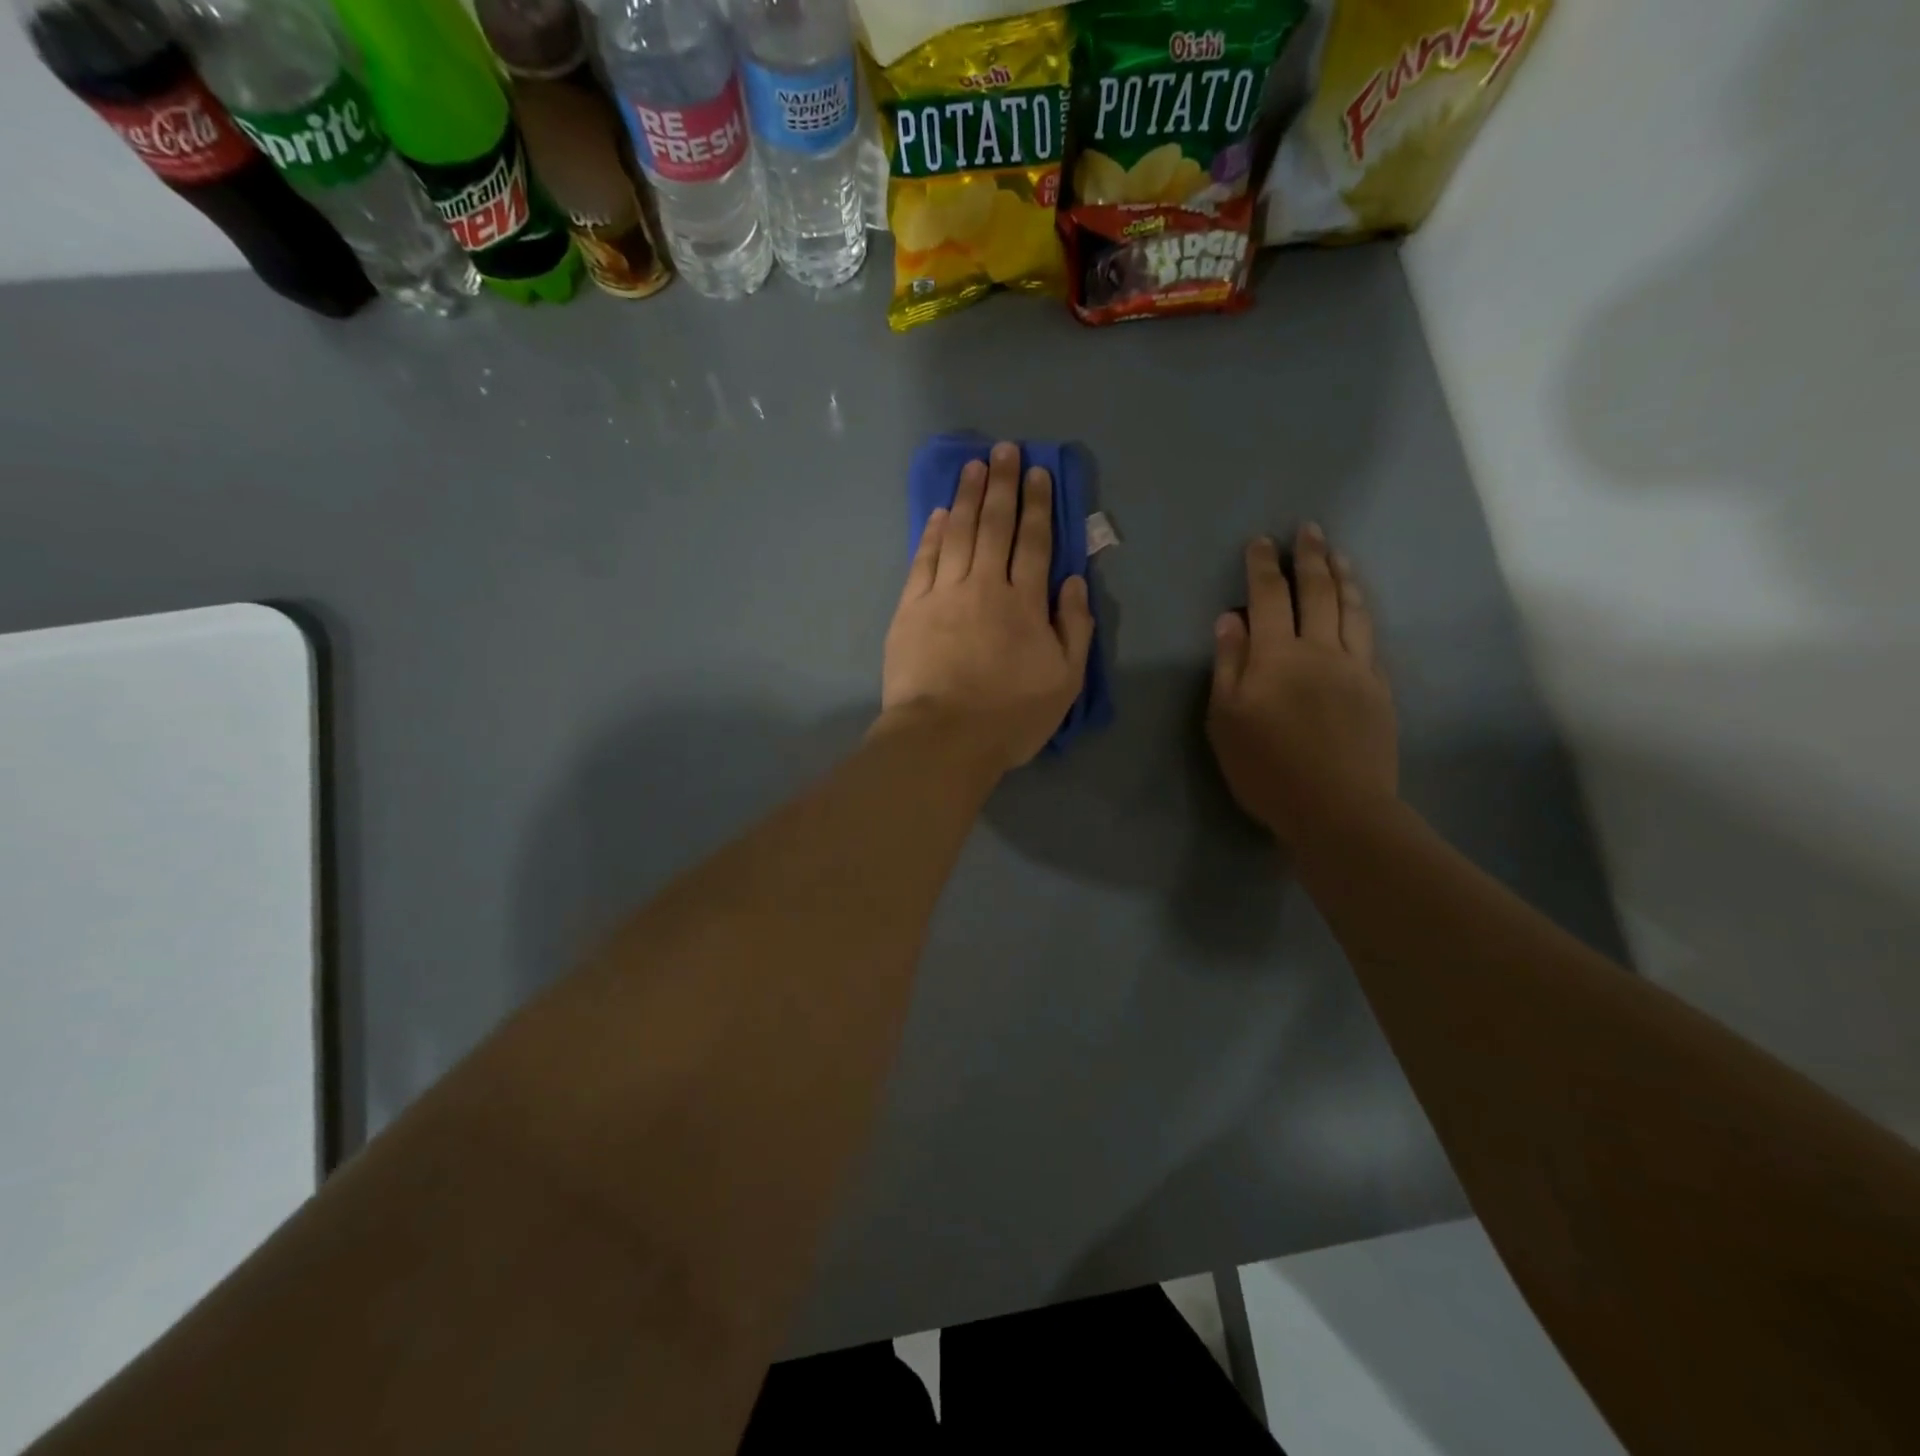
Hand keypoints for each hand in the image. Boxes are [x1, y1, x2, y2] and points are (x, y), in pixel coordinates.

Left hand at [881, 442, 1094, 772]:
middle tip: (1003, 450)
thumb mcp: (1065, 680)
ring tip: (972, 465)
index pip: (1034, 542)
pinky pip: (923, 560)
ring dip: (966, 497)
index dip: (1037, 504)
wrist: (943, 738)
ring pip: (957, 533)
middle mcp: (985, 586)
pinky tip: (937, 513)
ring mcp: (943, 594)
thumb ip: (1074, 627)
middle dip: (1001, 485)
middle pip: (995, 526)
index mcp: (1025, 603)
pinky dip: (931, 533)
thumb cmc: (1010, 716)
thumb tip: (1074, 581)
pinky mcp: (910, 609)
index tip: (1037, 471)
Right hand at [1208, 525, 1397, 848]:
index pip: (1268, 598)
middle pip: (1317, 592)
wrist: (1338, 807)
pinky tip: (1360, 608)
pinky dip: (1362, 613)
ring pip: (1352, 608)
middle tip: (1309, 530)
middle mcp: (1320, 649)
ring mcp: (1356, 667)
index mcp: (1277, 655)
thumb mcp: (1225, 720)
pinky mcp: (1378, 689)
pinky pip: (1370, 638)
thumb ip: (1229, 665)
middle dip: (1310, 557)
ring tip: (1338, 555)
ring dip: (1343, 576)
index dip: (1263, 567)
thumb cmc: (1266, 767)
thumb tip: (1229, 619)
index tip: (1261, 542)